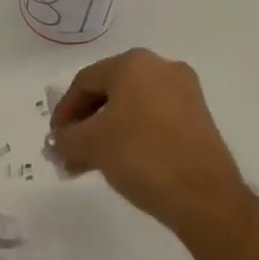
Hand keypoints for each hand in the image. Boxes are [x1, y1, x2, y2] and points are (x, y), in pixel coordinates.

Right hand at [49, 49, 248, 244]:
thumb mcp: (90, 145)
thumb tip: (58, 142)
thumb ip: (65, 138)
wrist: (204, 195)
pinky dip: (132, 135)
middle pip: (109, 91)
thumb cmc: (141, 156)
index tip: (54, 140)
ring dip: (106, 132)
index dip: (64, 111)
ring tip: (90, 164)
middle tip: (70, 152)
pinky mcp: (198, 116)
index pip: (85, 81)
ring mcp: (184, 91)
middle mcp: (161, 67)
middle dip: (85, 123)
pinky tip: (120, 161)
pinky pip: (153, 118)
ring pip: (131, 106)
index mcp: (134, 63)